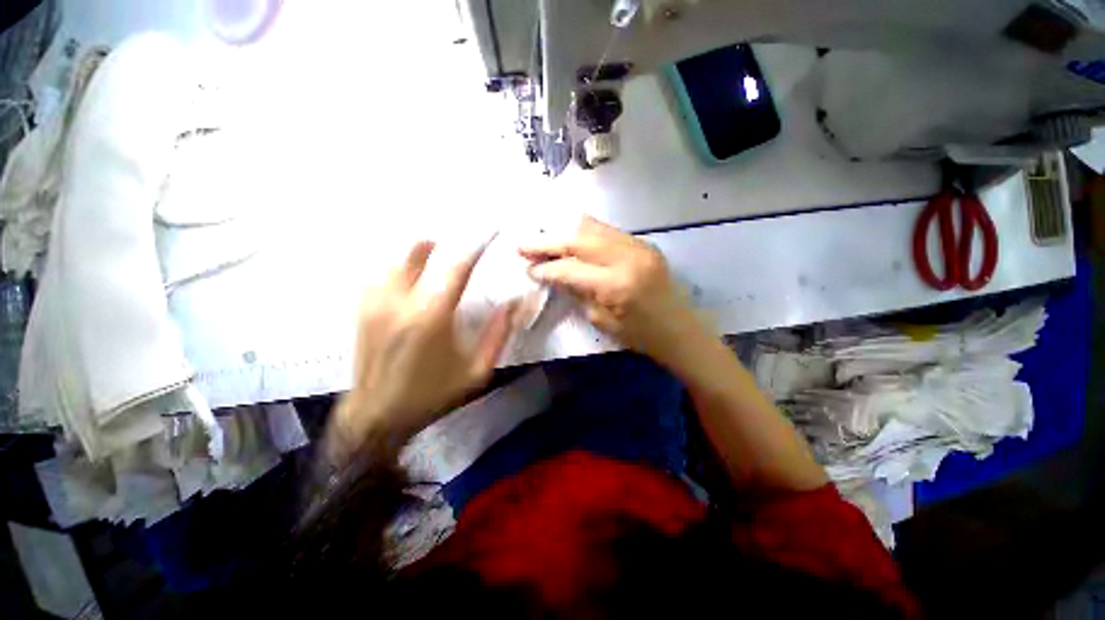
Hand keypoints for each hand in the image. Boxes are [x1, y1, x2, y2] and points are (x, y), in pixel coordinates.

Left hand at [330, 240, 516, 462]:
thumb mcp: (476, 371)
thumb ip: (498, 334)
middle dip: (436, 245)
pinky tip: (405, 281)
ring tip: (429, 258)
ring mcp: (376, 305)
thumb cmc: (432, 394)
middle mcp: (400, 302)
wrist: (378, 417)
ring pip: (394, 262)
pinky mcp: (362, 312)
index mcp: (432, 315)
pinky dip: (395, 271)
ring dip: (415, 256)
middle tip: (450, 246)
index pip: (456, 268)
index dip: (475, 247)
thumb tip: (514, 303)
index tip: (488, 233)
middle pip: (416, 254)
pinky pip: (377, 278)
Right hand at [520, 216, 704, 367]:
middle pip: (578, 240)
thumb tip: (553, 274)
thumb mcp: (601, 320)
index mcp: (615, 285)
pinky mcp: (644, 243)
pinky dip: (585, 232)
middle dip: (548, 242)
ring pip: (592, 228)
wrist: (679, 329)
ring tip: (543, 237)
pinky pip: (607, 231)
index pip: (570, 269)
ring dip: (565, 232)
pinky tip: (570, 236)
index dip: (546, 268)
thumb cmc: (639, 335)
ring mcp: (638, 246)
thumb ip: (577, 291)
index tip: (528, 268)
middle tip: (524, 244)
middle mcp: (626, 258)